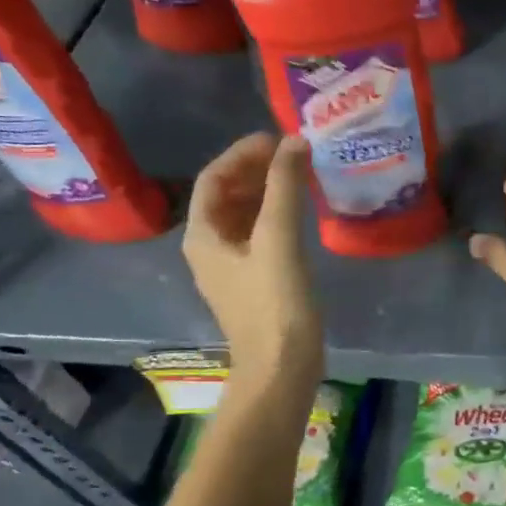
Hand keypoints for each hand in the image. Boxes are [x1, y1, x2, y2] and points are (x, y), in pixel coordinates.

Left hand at [183, 134, 322, 380]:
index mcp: (203, 235)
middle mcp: (209, 246)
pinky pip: (260, 233)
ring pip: (245, 213)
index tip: (279, 138)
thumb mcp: (279, 239)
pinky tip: (302, 210)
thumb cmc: (275, 303)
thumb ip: (284, 187)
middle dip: (257, 168)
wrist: (282, 366)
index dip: (243, 153)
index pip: (214, 178)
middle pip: (227, 194)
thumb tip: (293, 141)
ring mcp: (232, 265)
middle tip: (295, 153)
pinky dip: (277, 214)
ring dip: (269, 190)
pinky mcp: (254, 279)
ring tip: (301, 174)